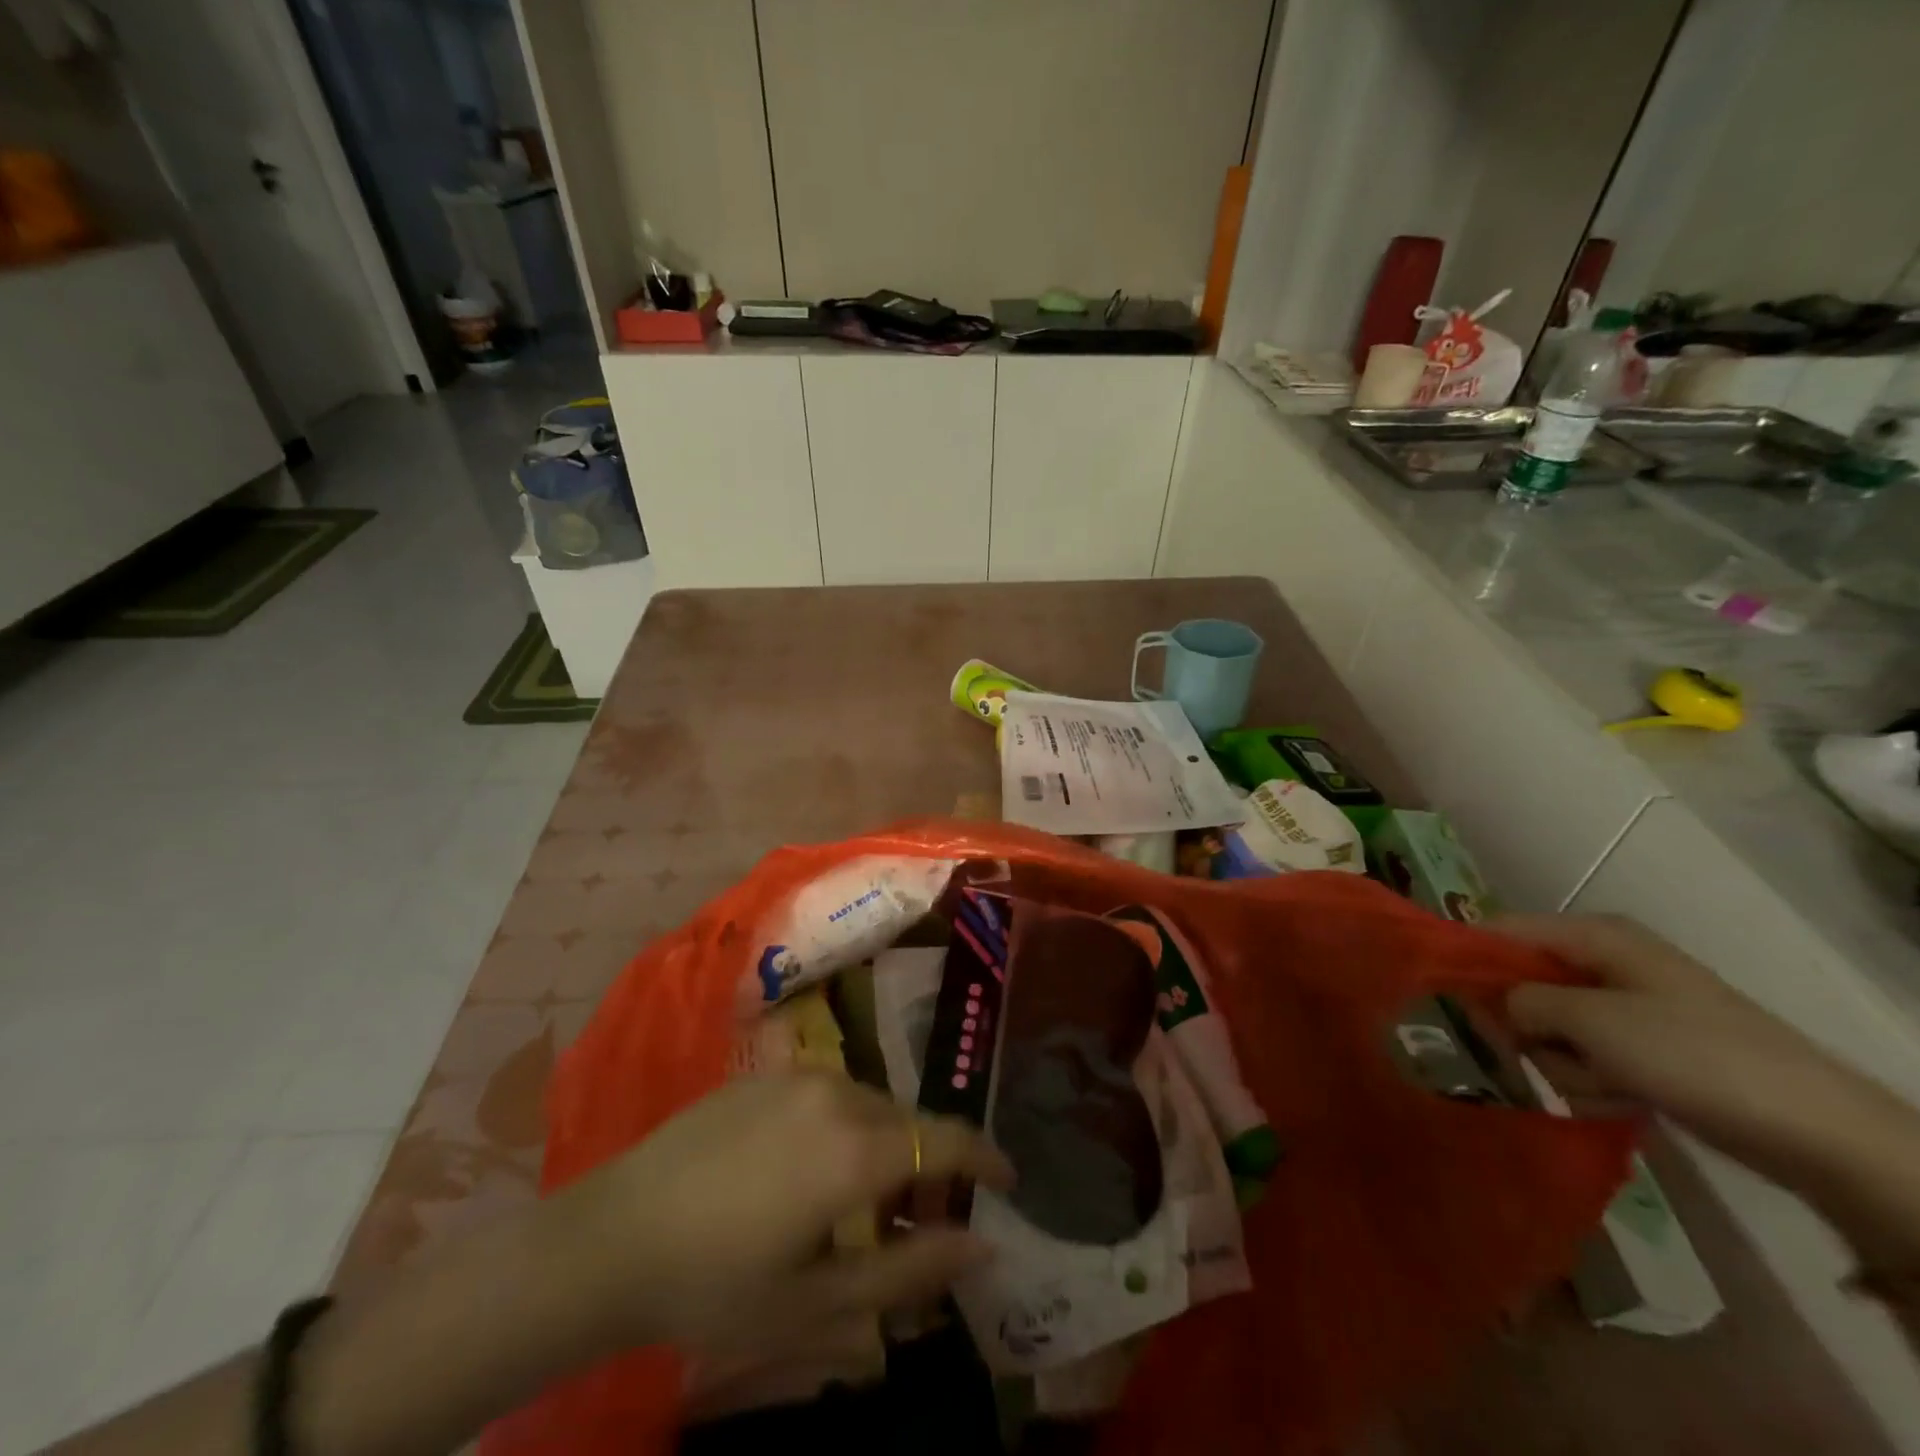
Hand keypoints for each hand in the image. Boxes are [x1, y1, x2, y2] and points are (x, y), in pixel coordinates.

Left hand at [541, 1073, 1013, 1358]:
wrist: (612, 1236)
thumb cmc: (716, 1285)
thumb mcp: (817, 1303)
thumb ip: (909, 1273)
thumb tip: (984, 1246)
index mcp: (854, 1150)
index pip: (945, 1140)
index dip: (985, 1157)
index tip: (1009, 1179)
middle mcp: (836, 1093)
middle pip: (907, 1120)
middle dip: (929, 1161)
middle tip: (925, 1214)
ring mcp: (797, 1076)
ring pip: (869, 1103)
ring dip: (884, 1142)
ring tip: (864, 1197)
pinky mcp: (765, 1072)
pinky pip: (829, 1091)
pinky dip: (845, 1123)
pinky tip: (809, 1167)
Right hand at [1494, 914, 1919, 1202]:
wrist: (1815, 1131)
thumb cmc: (1691, 1055)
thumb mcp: (1589, 1020)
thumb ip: (1522, 1002)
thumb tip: (1492, 1005)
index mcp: (1594, 937)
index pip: (1501, 930)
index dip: (1467, 958)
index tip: (1437, 995)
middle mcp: (1606, 962)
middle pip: (1524, 984)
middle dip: (1525, 1027)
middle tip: (1533, 1054)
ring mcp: (1628, 1007)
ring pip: (1552, 1028)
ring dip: (1563, 1063)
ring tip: (1599, 1085)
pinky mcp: (1646, 1048)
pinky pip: (1588, 1057)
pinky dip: (1594, 1081)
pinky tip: (1621, 1099)